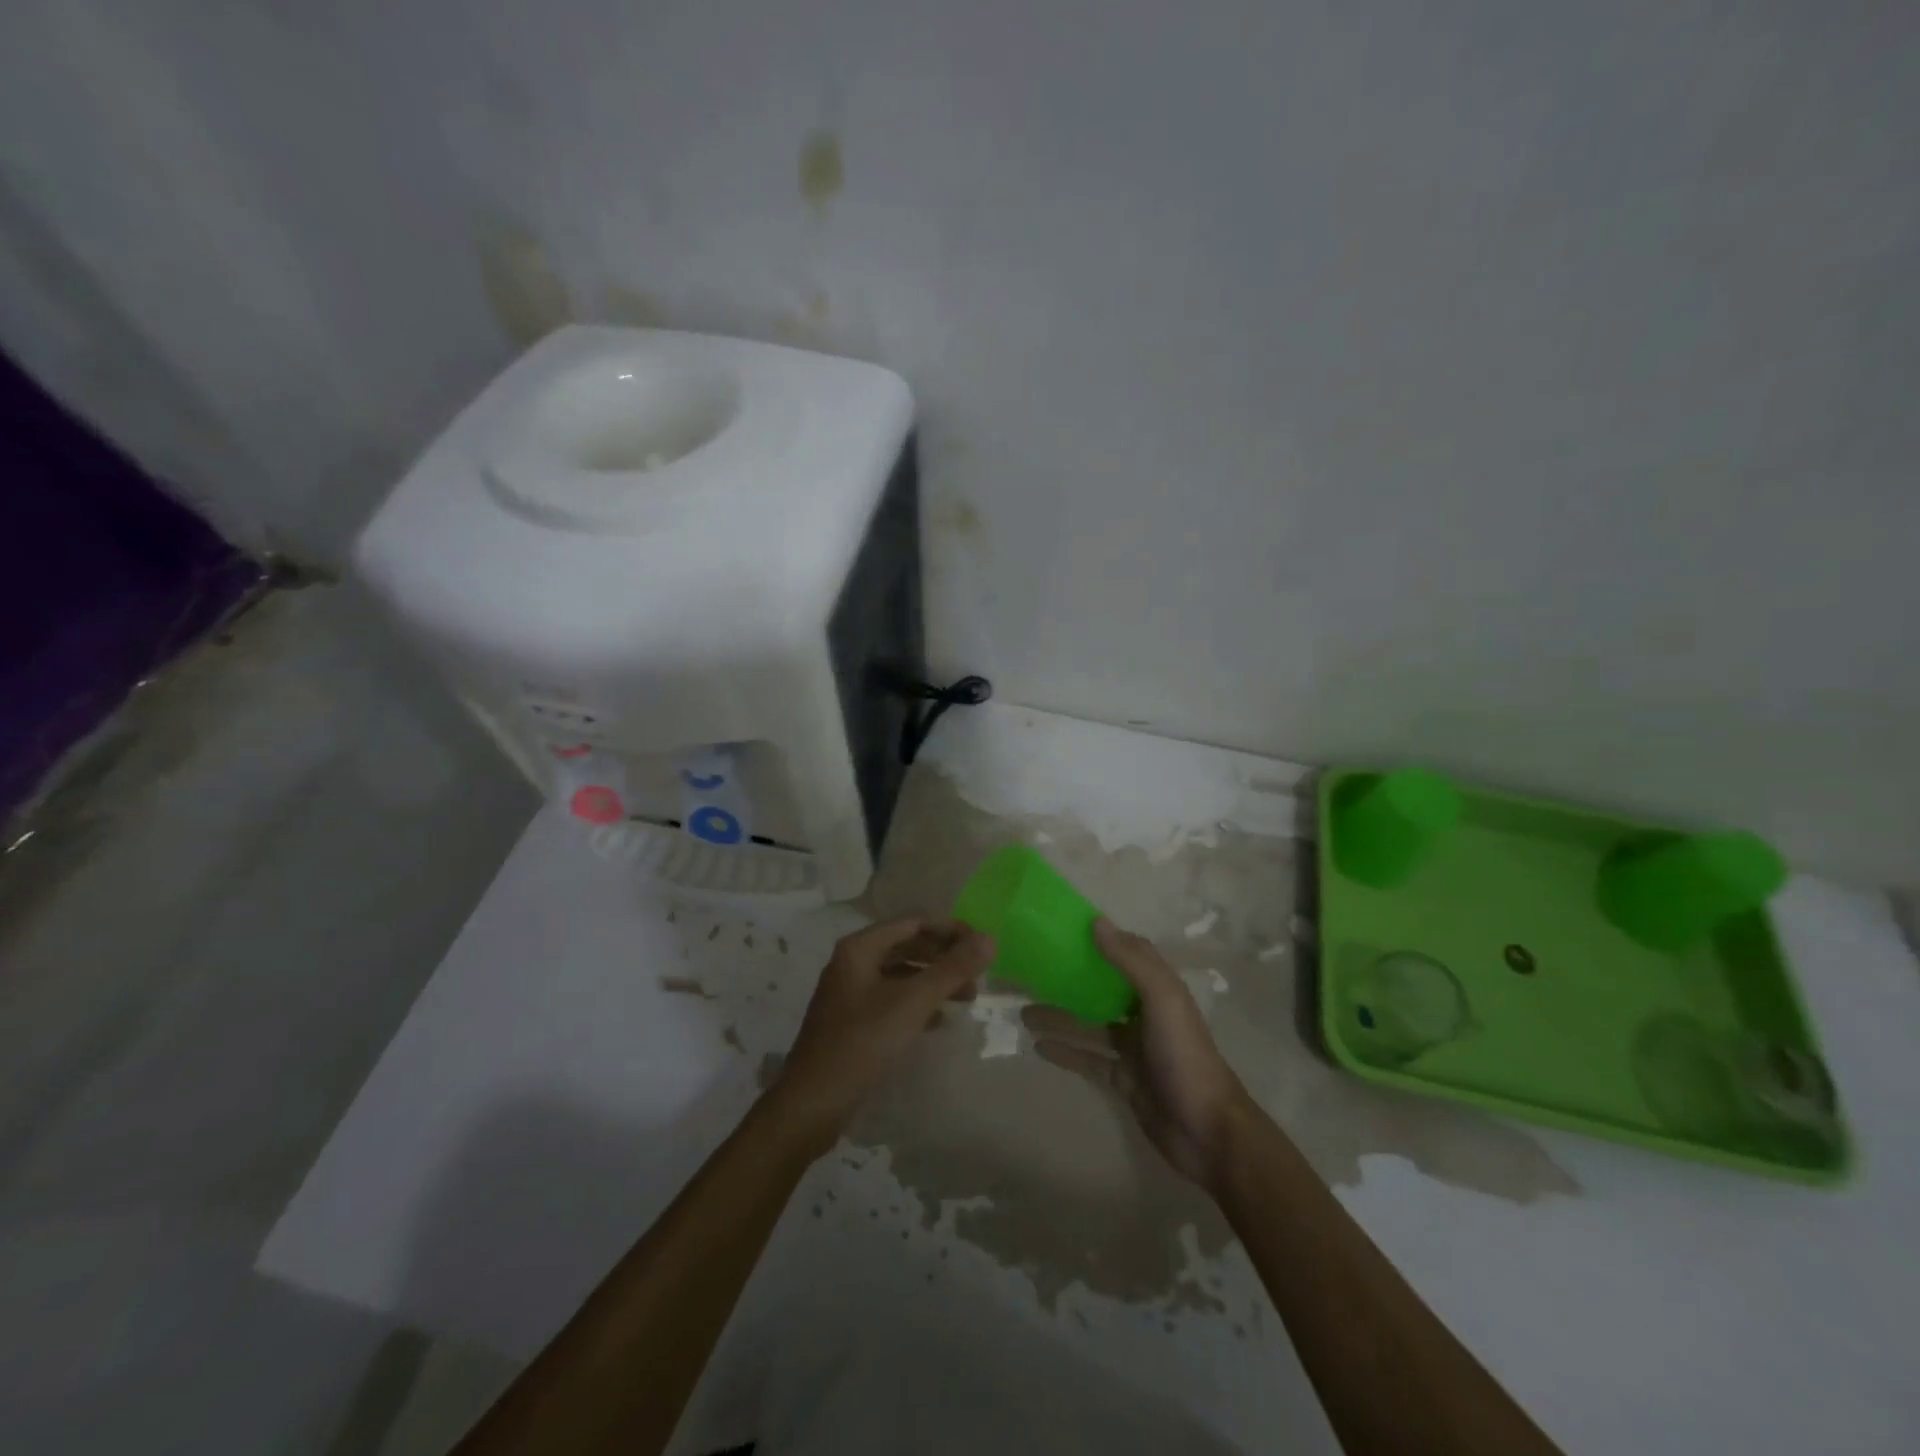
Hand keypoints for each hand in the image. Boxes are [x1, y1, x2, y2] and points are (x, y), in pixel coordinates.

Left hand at [769, 916, 993, 1150]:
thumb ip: (952, 969)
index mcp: (861, 947)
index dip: (951, 929)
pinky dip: (919, 1002)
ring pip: (902, 973)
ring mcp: (851, 991)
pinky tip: (940, 1020)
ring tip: (967, 999)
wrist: (812, 1104)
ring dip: (935, 980)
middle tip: (977, 977)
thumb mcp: (913, 1003)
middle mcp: (853, 961)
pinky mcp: (853, 1020)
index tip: (982, 947)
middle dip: (945, 957)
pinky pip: (893, 998)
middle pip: (908, 944)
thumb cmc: (862, 1043)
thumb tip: (990, 938)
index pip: (915, 921)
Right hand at [1023, 918, 1253, 1191]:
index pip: (1126, 953)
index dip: (1098, 940)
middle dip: (1070, 980)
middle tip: (1031, 973)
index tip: (1062, 930)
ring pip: (1089, 1025)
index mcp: (1159, 988)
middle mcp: (1145, 1013)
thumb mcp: (1162, 999)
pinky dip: (1065, 1052)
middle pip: (1101, 989)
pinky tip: (1038, 1045)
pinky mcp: (1123, 1079)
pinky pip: (1088, 1059)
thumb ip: (1131, 961)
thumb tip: (1096, 922)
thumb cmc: (1184, 1056)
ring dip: (1059, 1017)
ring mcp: (1134, 1048)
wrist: (1207, 1132)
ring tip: (1022, 1012)